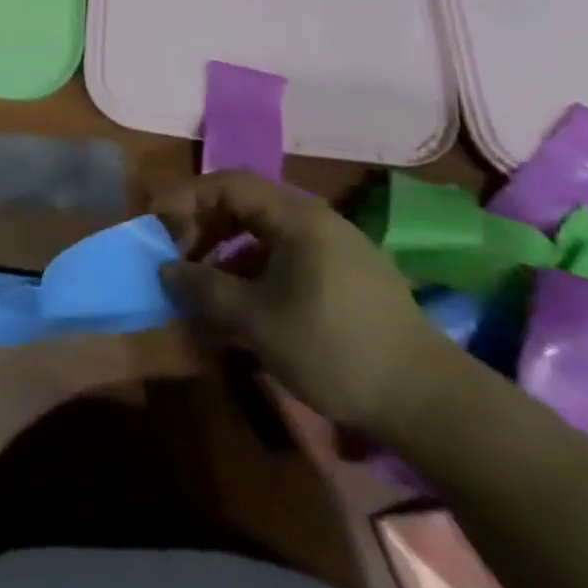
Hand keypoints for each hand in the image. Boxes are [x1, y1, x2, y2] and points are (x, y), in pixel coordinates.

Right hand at [152, 172, 460, 438]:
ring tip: (204, 292)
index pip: (227, 184)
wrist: (430, 404)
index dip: (186, 199)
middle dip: (203, 228)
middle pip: (244, 206)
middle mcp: (315, 222)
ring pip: (263, 237)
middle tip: (177, 258)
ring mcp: (335, 251)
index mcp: (296, 217)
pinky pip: (285, 261)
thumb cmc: (334, 347)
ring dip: (226, 257)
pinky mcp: (346, 281)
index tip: (157, 226)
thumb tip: (166, 270)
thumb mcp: (257, 320)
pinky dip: (254, 276)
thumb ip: (205, 289)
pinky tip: (243, 313)